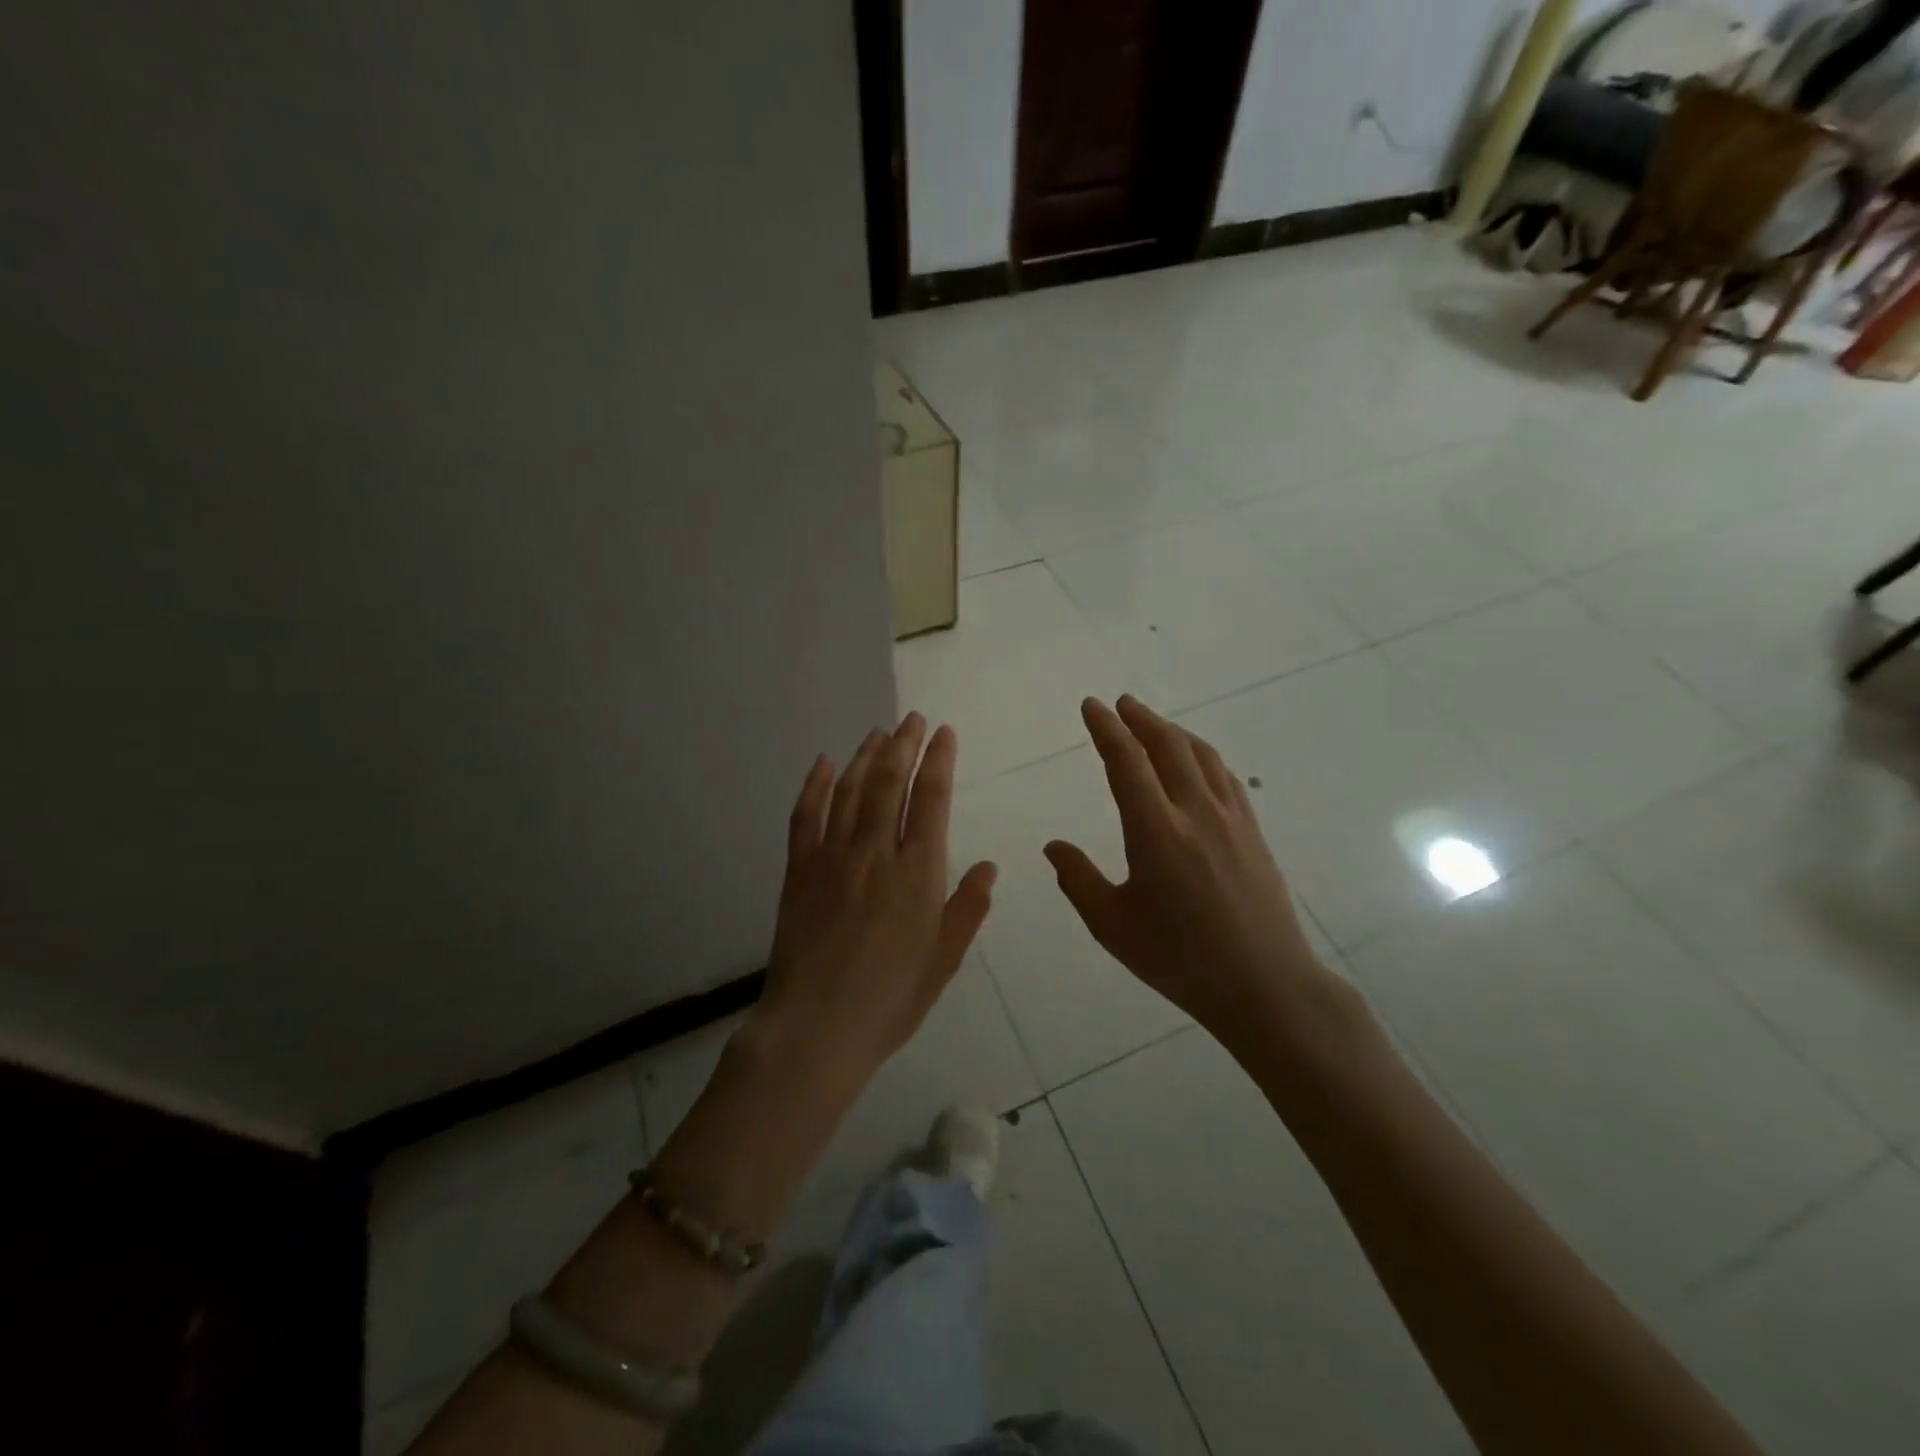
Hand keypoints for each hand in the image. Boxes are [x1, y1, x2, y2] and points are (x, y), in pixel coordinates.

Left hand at [752, 712, 996, 1088]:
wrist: (816, 1028)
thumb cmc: (890, 1000)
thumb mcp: (944, 960)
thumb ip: (967, 908)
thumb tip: (989, 867)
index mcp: (918, 873)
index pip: (932, 799)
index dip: (939, 760)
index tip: (944, 733)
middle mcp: (876, 852)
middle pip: (890, 783)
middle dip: (904, 744)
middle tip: (912, 719)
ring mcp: (832, 857)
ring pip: (851, 791)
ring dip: (865, 756)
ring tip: (878, 733)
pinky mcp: (799, 869)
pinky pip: (805, 815)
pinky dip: (815, 784)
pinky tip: (824, 762)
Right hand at [1044, 695, 1344, 1050]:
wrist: (1266, 986)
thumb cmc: (1180, 959)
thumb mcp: (1113, 926)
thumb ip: (1078, 880)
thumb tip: (1053, 846)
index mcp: (1156, 832)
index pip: (1126, 762)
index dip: (1106, 729)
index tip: (1092, 706)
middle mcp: (1195, 812)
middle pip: (1168, 746)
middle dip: (1141, 719)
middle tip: (1121, 703)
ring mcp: (1231, 819)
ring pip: (1202, 755)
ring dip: (1173, 731)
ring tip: (1153, 724)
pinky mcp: (1253, 832)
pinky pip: (1226, 776)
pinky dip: (1203, 755)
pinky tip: (1197, 761)